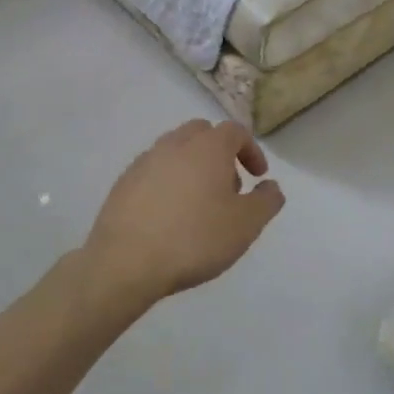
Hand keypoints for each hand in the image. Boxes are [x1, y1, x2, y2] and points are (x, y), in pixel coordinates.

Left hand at [83, 120, 285, 307]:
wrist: (126, 261)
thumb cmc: (195, 238)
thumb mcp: (246, 225)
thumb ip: (266, 201)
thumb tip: (271, 186)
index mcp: (207, 147)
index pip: (235, 131)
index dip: (251, 151)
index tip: (257, 177)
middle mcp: (174, 145)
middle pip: (202, 133)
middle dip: (220, 153)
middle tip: (228, 187)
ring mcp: (144, 162)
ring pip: (175, 151)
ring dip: (193, 167)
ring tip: (199, 204)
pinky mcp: (123, 184)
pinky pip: (153, 172)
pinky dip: (168, 183)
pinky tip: (169, 216)